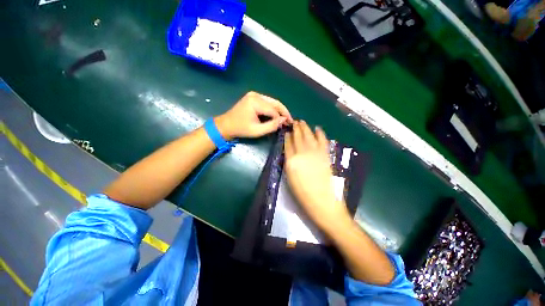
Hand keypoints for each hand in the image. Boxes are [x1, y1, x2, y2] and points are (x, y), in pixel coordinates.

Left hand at [215, 91, 292, 138]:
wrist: (226, 125)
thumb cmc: (241, 129)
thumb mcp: (257, 131)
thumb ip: (271, 126)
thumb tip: (283, 121)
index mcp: (255, 102)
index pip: (273, 110)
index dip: (282, 118)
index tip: (288, 124)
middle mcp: (255, 95)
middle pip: (275, 103)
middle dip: (283, 112)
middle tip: (290, 120)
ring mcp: (254, 95)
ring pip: (272, 102)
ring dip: (279, 110)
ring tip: (285, 118)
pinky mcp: (253, 97)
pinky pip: (267, 102)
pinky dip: (273, 109)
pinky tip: (277, 115)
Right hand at [284, 121, 350, 231]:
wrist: (322, 200)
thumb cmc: (302, 193)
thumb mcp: (289, 178)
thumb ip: (289, 163)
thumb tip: (290, 153)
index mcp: (291, 160)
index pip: (288, 144)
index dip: (287, 137)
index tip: (287, 132)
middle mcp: (302, 153)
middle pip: (298, 137)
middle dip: (296, 128)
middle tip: (295, 122)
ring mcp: (315, 153)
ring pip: (309, 135)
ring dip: (305, 127)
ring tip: (303, 122)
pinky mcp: (325, 154)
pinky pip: (322, 140)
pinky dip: (320, 133)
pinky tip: (318, 128)